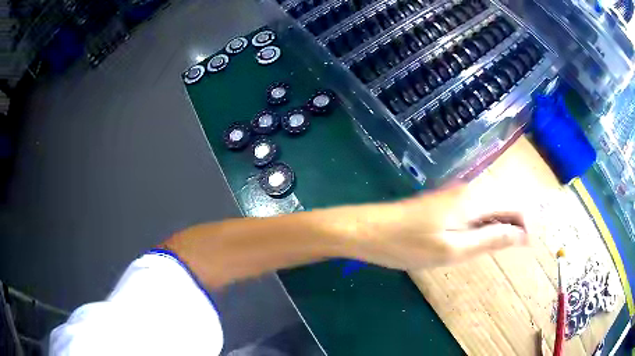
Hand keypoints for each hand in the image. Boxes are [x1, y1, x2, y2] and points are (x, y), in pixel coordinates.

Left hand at [336, 184, 529, 269]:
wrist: (368, 230)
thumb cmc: (409, 245)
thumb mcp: (453, 250)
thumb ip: (489, 239)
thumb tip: (521, 234)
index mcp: (474, 200)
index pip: (513, 204)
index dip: (524, 224)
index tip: (528, 246)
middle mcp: (468, 190)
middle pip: (503, 202)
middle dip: (514, 224)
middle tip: (514, 250)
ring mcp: (454, 195)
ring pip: (488, 206)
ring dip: (499, 224)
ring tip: (499, 247)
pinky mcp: (443, 202)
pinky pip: (473, 210)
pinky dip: (482, 224)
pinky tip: (477, 239)